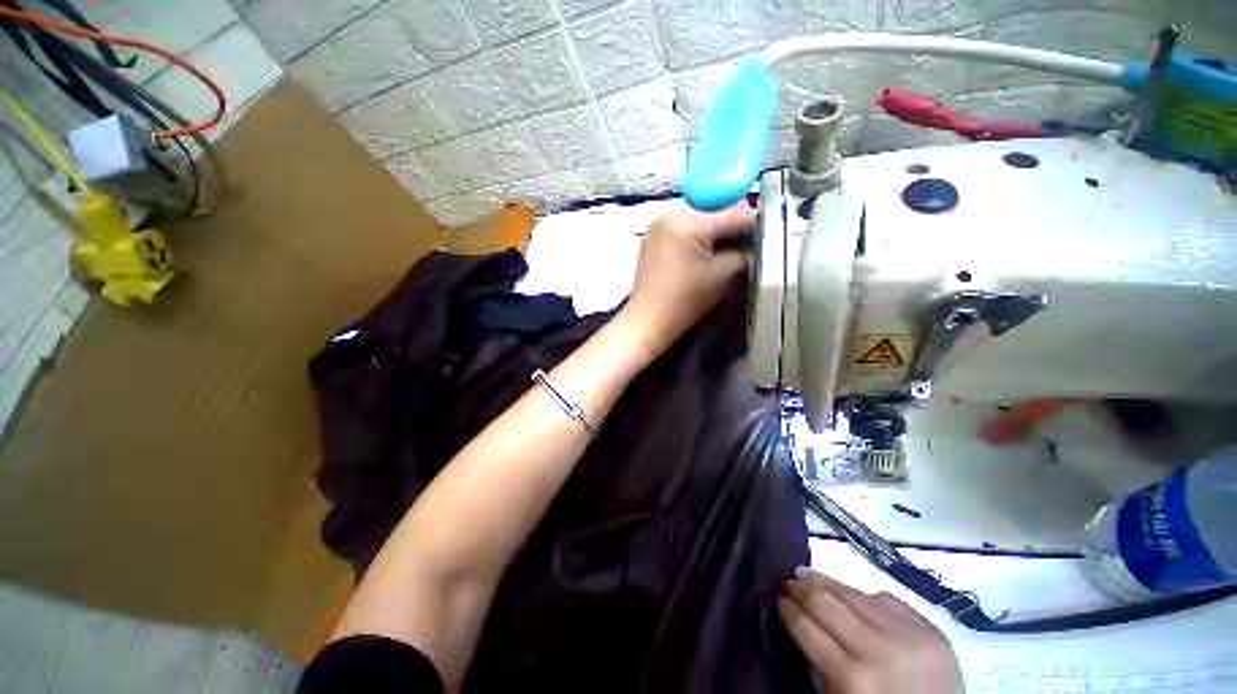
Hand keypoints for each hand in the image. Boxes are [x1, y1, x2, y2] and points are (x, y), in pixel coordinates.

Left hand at [618, 202, 753, 357]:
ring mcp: (657, 229)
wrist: (648, 321)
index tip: (770, 235)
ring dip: (715, 237)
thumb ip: (743, 253)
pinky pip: (682, 235)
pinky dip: (697, 243)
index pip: (731, 215)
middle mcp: (669, 216)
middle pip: (712, 217)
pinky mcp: (652, 243)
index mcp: (686, 220)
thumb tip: (754, 244)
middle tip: (750, 246)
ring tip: (731, 253)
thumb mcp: (722, 274)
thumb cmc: (685, 299)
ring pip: (697, 226)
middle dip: (732, 232)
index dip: (754, 225)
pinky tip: (706, 257)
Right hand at [779, 567, 962, 693]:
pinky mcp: (930, 629)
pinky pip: (886, 599)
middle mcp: (877, 650)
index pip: (807, 629)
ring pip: (854, 594)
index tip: (777, 599)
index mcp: (851, 678)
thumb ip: (820, 662)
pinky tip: (848, 592)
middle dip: (801, 589)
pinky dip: (862, 595)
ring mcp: (907, 636)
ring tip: (808, 574)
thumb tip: (799, 618)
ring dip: (825, 581)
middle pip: (827, 604)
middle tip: (787, 581)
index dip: (788, 610)